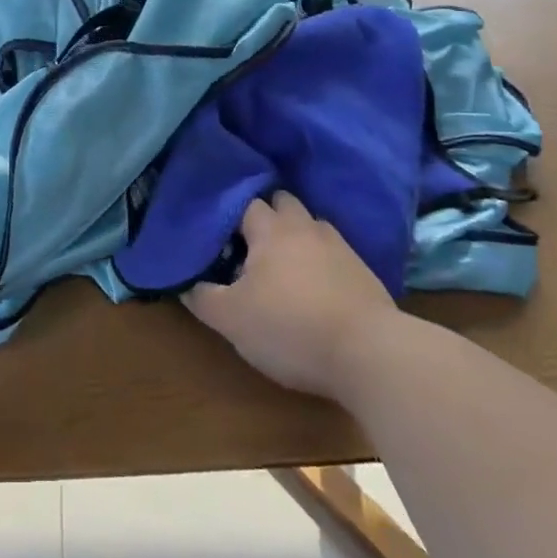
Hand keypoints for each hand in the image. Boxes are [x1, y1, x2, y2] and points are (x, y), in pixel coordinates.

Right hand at [185, 191, 397, 400]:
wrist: (370, 354)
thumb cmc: (289, 328)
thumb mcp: (231, 320)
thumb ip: (203, 298)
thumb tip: (186, 284)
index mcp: (270, 230)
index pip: (246, 203)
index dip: (232, 216)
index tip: (222, 235)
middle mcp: (306, 228)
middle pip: (284, 203)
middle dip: (268, 215)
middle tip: (252, 243)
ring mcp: (340, 247)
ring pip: (313, 226)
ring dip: (299, 236)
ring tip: (286, 263)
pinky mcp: (366, 273)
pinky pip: (337, 254)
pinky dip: (324, 261)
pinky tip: (318, 286)